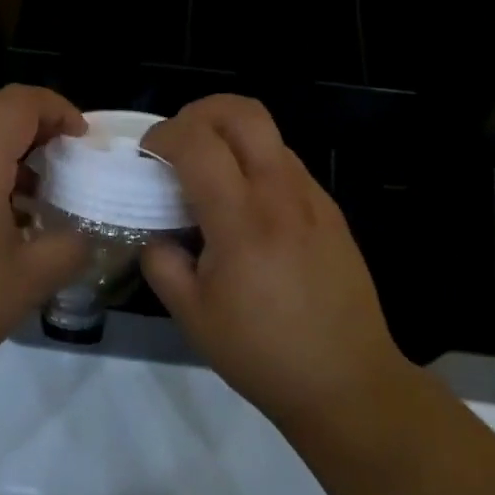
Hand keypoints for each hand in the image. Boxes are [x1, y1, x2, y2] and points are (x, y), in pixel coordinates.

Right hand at [141, 96, 409, 434]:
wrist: (348, 382)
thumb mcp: (193, 317)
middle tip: (179, 142)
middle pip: (242, 112)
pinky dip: (256, 163)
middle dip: (200, 112)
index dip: (163, 135)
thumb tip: (155, 233)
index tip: (146, 155)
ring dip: (230, 137)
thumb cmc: (262, 353)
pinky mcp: (330, 210)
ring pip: (267, 134)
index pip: (197, 142)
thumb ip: (162, 263)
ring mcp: (313, 198)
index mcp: (241, 220)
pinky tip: (246, 207)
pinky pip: (286, 163)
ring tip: (211, 177)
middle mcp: (281, 194)